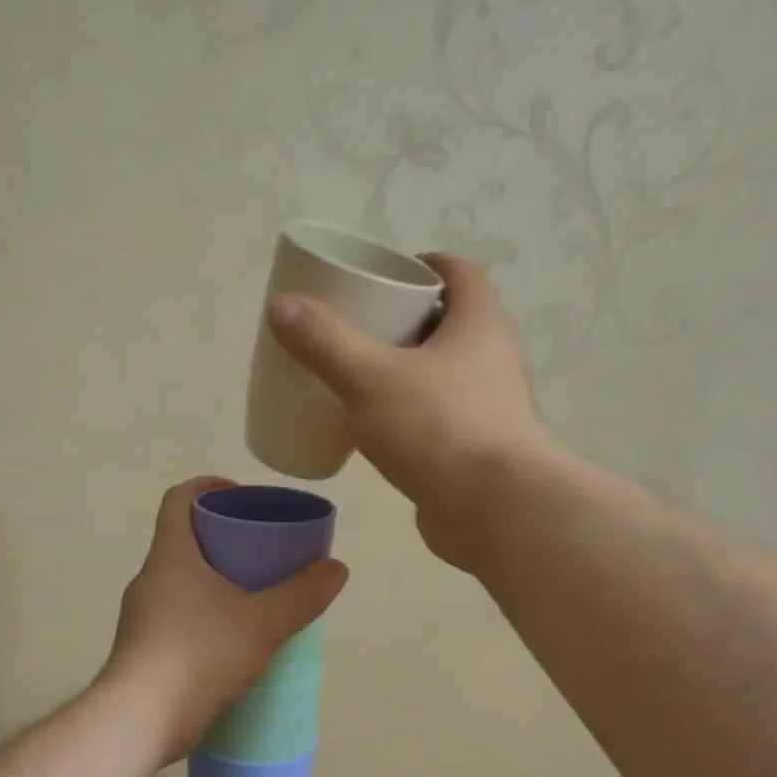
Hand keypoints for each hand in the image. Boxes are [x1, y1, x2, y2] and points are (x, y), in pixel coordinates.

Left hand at [100, 477, 347, 762]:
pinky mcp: (144, 650)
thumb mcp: (262, 623)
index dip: (208, 486)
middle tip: (263, 552)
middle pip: (184, 540)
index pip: (178, 499)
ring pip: (181, 583)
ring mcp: (142, 617)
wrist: (139, 721)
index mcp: (170, 556)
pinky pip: (178, 617)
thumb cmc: (199, 656)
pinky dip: (205, 615)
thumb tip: (336, 569)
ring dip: (215, 581)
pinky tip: (234, 640)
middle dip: (223, 538)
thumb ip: (302, 595)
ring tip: (256, 597)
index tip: (241, 497)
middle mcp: (149, 579)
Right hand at [266, 253, 549, 570]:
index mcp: (479, 323)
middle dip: (404, 322)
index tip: (383, 276)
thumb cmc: (439, 428)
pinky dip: (409, 417)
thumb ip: (325, 342)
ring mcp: (488, 409)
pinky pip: (437, 419)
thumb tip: (282, 306)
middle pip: (448, 324)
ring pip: (442, 375)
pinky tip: (375, 432)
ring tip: (358, 380)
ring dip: (406, 373)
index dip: (422, 266)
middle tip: (357, 329)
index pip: (459, 273)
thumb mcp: (370, 378)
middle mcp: (493, 359)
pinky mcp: (476, 451)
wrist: (494, 511)